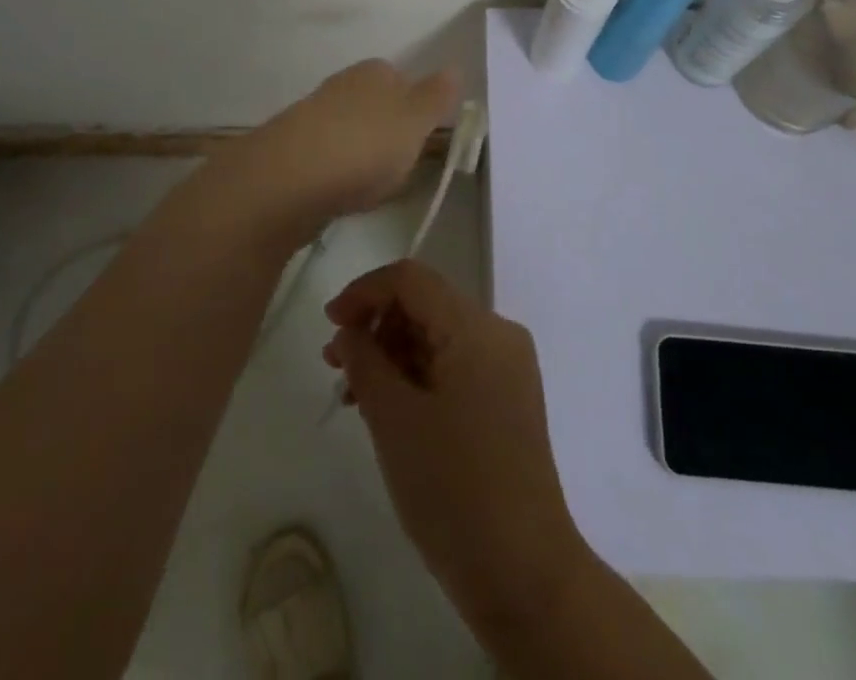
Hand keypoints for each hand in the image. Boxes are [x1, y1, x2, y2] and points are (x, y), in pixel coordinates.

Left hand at [213, 60, 458, 235]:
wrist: (288, 180)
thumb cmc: (365, 145)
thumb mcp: (415, 121)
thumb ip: (436, 96)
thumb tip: (454, 68)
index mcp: (373, 72)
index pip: (400, 77)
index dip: (414, 104)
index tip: (423, 136)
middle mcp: (341, 86)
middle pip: (372, 102)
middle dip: (386, 127)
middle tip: (402, 162)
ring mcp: (312, 116)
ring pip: (348, 128)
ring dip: (361, 150)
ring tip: (373, 183)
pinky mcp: (291, 150)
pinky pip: (326, 155)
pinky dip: (338, 170)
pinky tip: (342, 192)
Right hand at [324, 261, 589, 629]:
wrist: (525, 575)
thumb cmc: (453, 490)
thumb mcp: (394, 420)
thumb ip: (365, 361)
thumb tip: (349, 330)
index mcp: (476, 328)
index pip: (412, 279)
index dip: (365, 291)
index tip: (330, 324)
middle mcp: (498, 334)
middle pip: (427, 304)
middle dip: (377, 325)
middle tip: (335, 365)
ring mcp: (508, 368)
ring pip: (438, 335)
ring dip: (393, 353)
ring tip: (355, 394)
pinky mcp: (508, 398)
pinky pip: (455, 365)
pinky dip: (418, 375)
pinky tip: (389, 409)